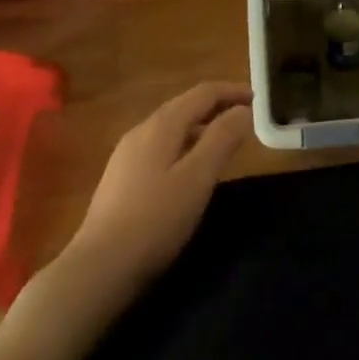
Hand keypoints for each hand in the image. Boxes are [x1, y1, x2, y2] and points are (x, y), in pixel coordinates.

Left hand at [56, 82, 252, 302]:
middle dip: (217, 106)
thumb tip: (243, 110)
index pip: (202, 93)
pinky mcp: (122, 178)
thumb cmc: (155, 220)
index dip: (232, 91)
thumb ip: (222, 139)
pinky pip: (161, 147)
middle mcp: (141, 131)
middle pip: (185, 106)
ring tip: (225, 141)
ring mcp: (127, 155)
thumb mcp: (197, 178)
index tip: (259, 99)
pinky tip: (191, 168)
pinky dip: (185, 145)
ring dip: (201, 126)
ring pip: (172, 128)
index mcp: (161, 126)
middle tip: (246, 118)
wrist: (99, 267)